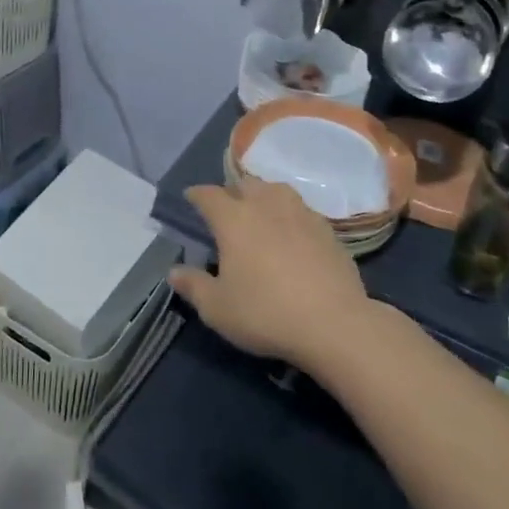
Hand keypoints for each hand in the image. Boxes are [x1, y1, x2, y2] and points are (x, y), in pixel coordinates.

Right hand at [169, 176, 371, 369]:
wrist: (334, 324)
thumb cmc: (265, 313)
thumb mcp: (217, 308)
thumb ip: (193, 286)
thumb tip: (174, 272)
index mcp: (233, 218)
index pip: (208, 195)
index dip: (196, 195)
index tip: (190, 198)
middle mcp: (265, 205)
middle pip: (245, 184)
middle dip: (233, 192)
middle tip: (228, 211)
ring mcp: (300, 213)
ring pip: (277, 191)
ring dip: (264, 197)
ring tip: (261, 214)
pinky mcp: (327, 229)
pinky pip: (301, 211)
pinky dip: (291, 216)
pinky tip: (293, 235)